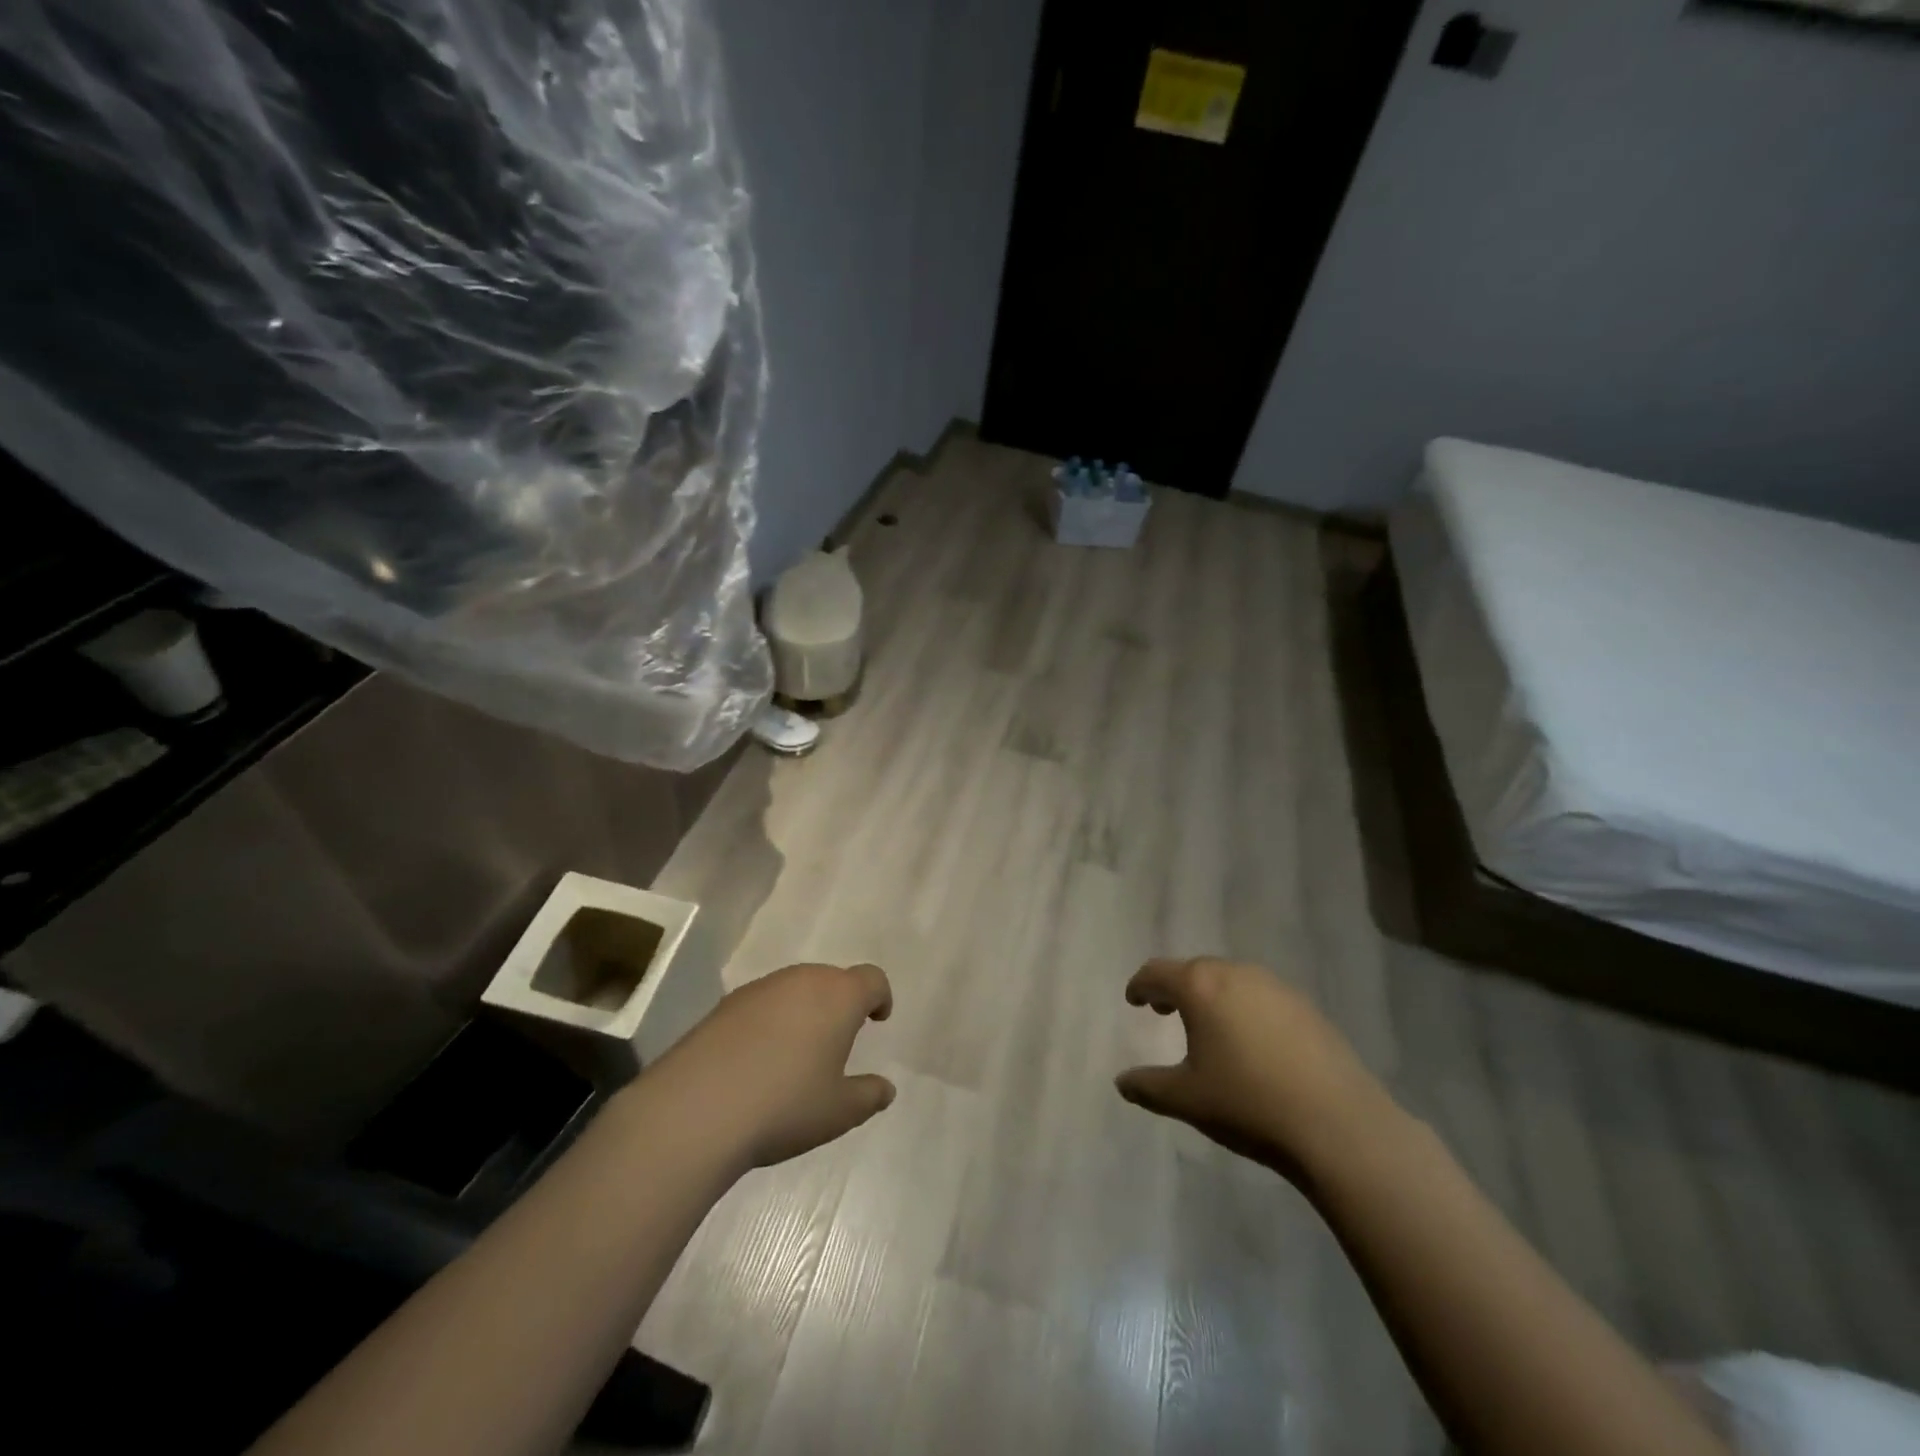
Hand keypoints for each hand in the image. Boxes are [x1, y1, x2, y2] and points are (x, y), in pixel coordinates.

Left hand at [637, 962, 896, 1170]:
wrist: (696, 1109)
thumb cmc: (785, 1106)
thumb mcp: (838, 1112)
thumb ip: (868, 1095)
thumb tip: (885, 1088)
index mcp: (839, 996)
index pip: (871, 979)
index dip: (880, 996)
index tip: (877, 1019)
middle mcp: (802, 980)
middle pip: (832, 979)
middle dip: (840, 1003)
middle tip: (838, 1039)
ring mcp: (761, 988)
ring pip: (795, 988)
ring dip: (804, 1009)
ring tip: (798, 1052)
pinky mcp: (725, 1004)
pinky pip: (763, 1003)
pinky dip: (771, 1020)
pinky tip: (759, 1058)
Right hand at [1116, 956, 1399, 1182]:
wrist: (1338, 1126)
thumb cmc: (1248, 1103)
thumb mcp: (1187, 1099)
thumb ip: (1148, 1086)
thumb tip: (1122, 1082)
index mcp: (1200, 986)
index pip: (1158, 972)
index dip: (1140, 985)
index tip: (1134, 1000)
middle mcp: (1236, 974)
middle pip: (1195, 970)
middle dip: (1176, 988)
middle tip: (1165, 1012)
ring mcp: (1276, 987)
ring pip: (1231, 980)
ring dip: (1212, 995)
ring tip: (1208, 1026)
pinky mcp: (1307, 1007)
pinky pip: (1262, 996)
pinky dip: (1244, 1008)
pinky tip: (1252, 1042)